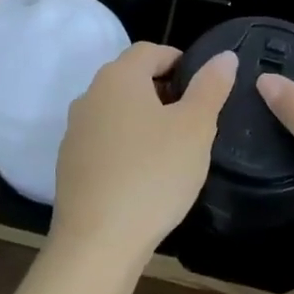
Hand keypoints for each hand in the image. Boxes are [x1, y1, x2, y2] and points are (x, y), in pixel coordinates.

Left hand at [51, 42, 236, 268]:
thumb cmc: (154, 174)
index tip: (203, 86)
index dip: (179, 60)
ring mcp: (74, 130)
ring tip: (172, 147)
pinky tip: (144, 174)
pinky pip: (104, 140)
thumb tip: (224, 56)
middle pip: (130, 78)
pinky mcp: (69, 163)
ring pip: (116, 110)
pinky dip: (125, 145)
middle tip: (193, 118)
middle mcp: (90, 95)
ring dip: (143, 118)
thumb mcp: (195, 128)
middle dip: (163, 89)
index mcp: (119, 78)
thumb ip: (210, 87)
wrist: (97, 242)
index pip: (150, 50)